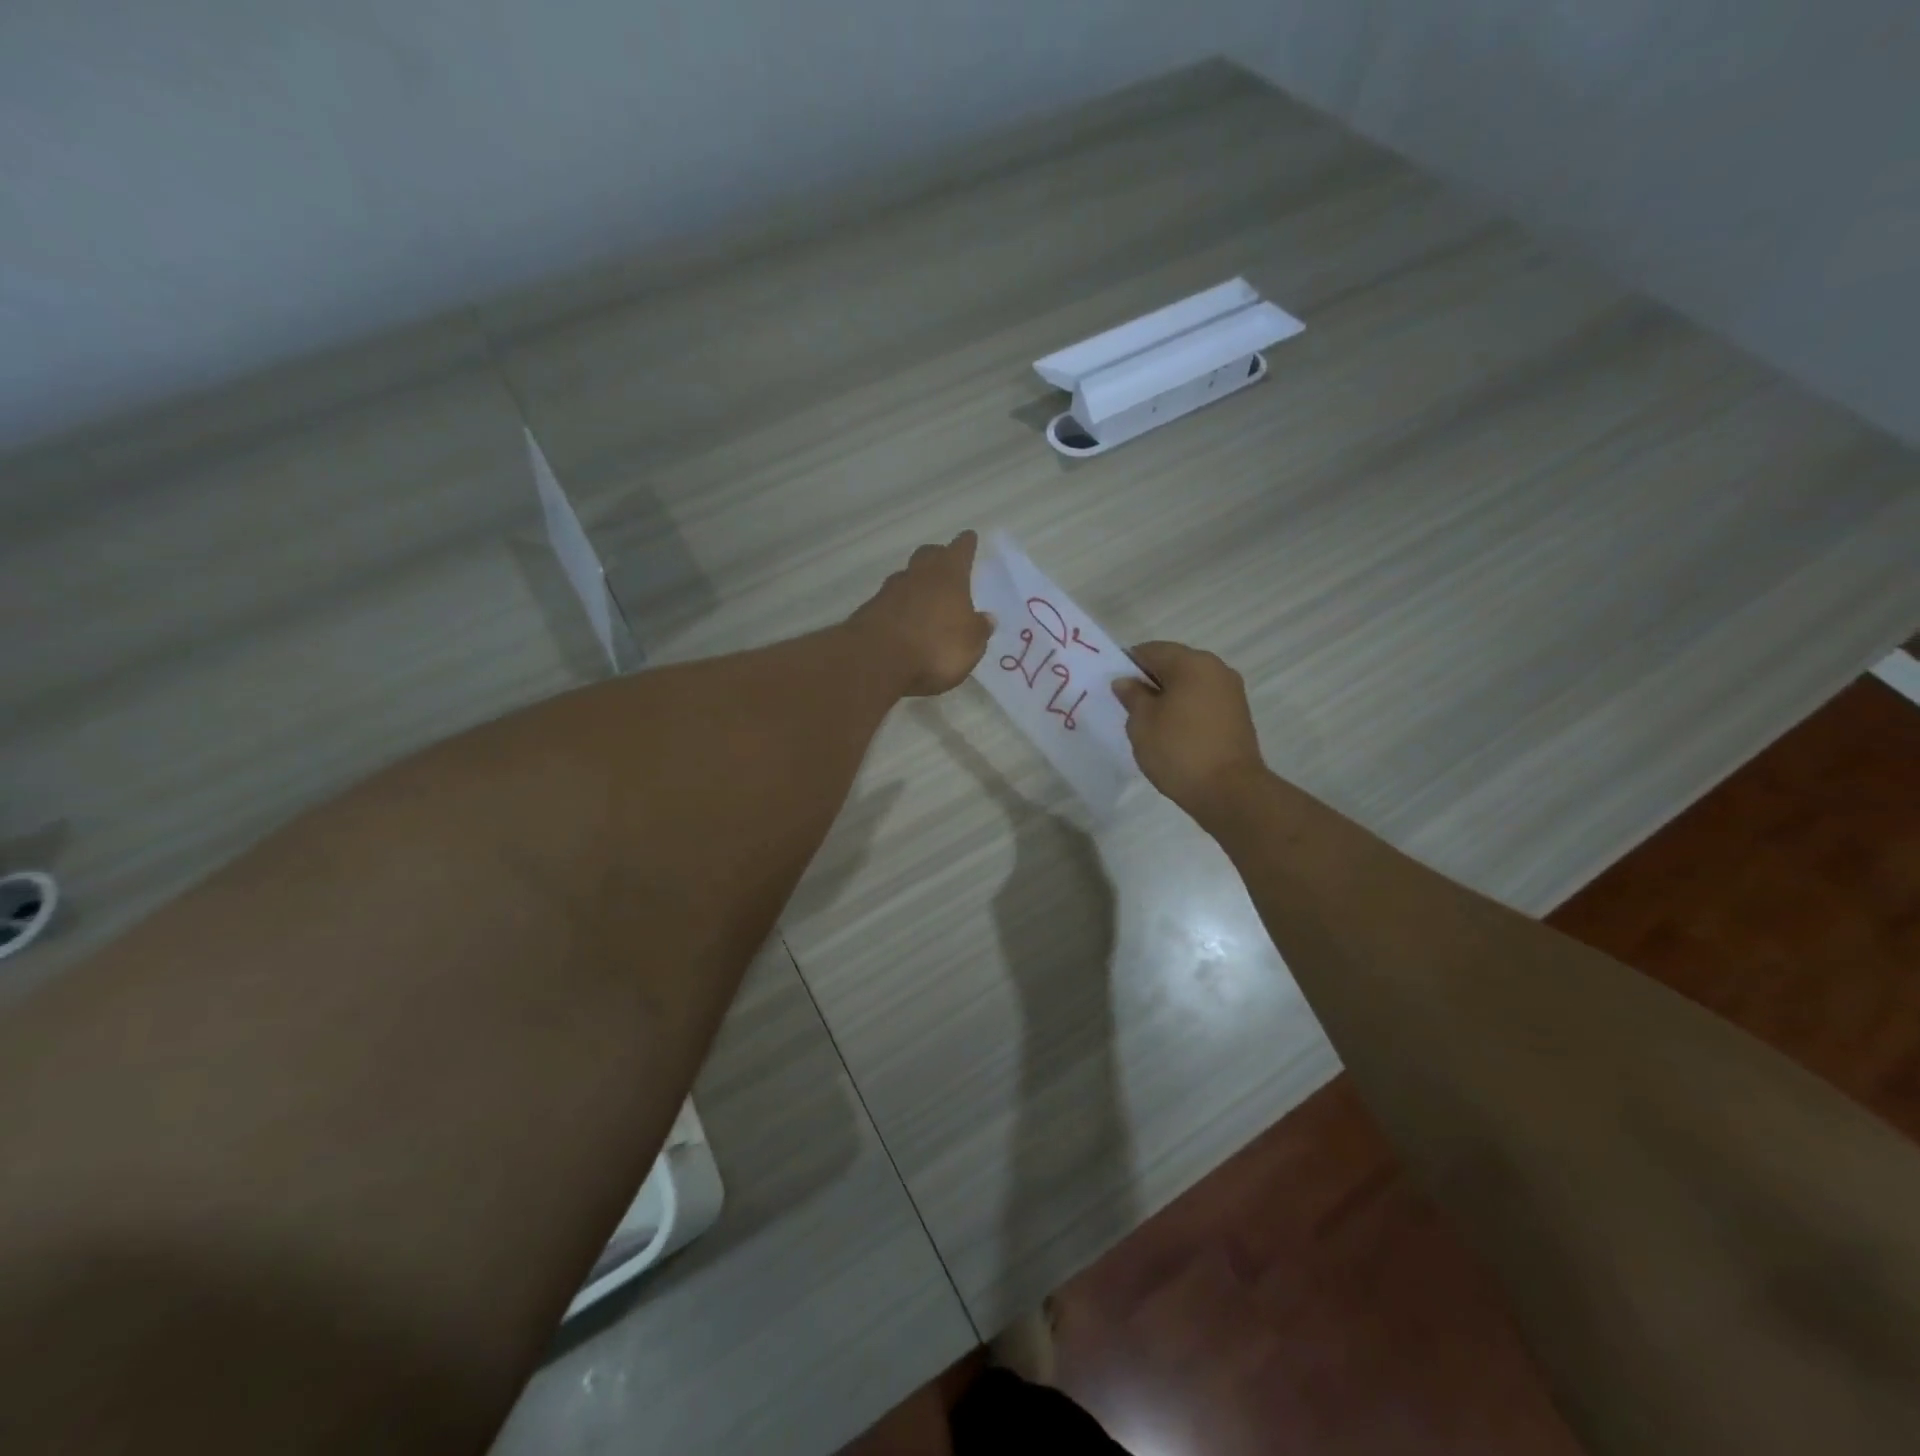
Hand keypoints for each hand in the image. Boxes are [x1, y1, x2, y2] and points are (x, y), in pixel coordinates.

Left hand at [849, 531, 993, 696]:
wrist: (878, 659)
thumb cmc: (936, 646)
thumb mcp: (971, 644)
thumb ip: (979, 629)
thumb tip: (987, 618)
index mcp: (949, 575)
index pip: (960, 550)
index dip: (966, 544)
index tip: (969, 537)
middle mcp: (919, 575)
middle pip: (928, 555)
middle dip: (937, 556)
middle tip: (944, 561)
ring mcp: (890, 591)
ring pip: (906, 577)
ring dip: (915, 582)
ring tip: (924, 595)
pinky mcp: (870, 611)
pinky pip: (889, 601)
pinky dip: (898, 606)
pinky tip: (902, 620)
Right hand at [1113, 641, 1266, 820]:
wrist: (1230, 791)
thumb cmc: (1179, 750)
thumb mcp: (1142, 722)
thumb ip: (1132, 696)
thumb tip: (1126, 681)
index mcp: (1192, 662)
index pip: (1151, 650)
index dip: (1128, 665)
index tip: (1114, 688)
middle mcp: (1216, 669)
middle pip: (1173, 665)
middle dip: (1149, 681)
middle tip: (1128, 707)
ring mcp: (1231, 692)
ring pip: (1189, 685)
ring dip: (1168, 697)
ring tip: (1149, 724)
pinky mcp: (1237, 716)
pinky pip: (1202, 702)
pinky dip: (1185, 710)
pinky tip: (1171, 734)